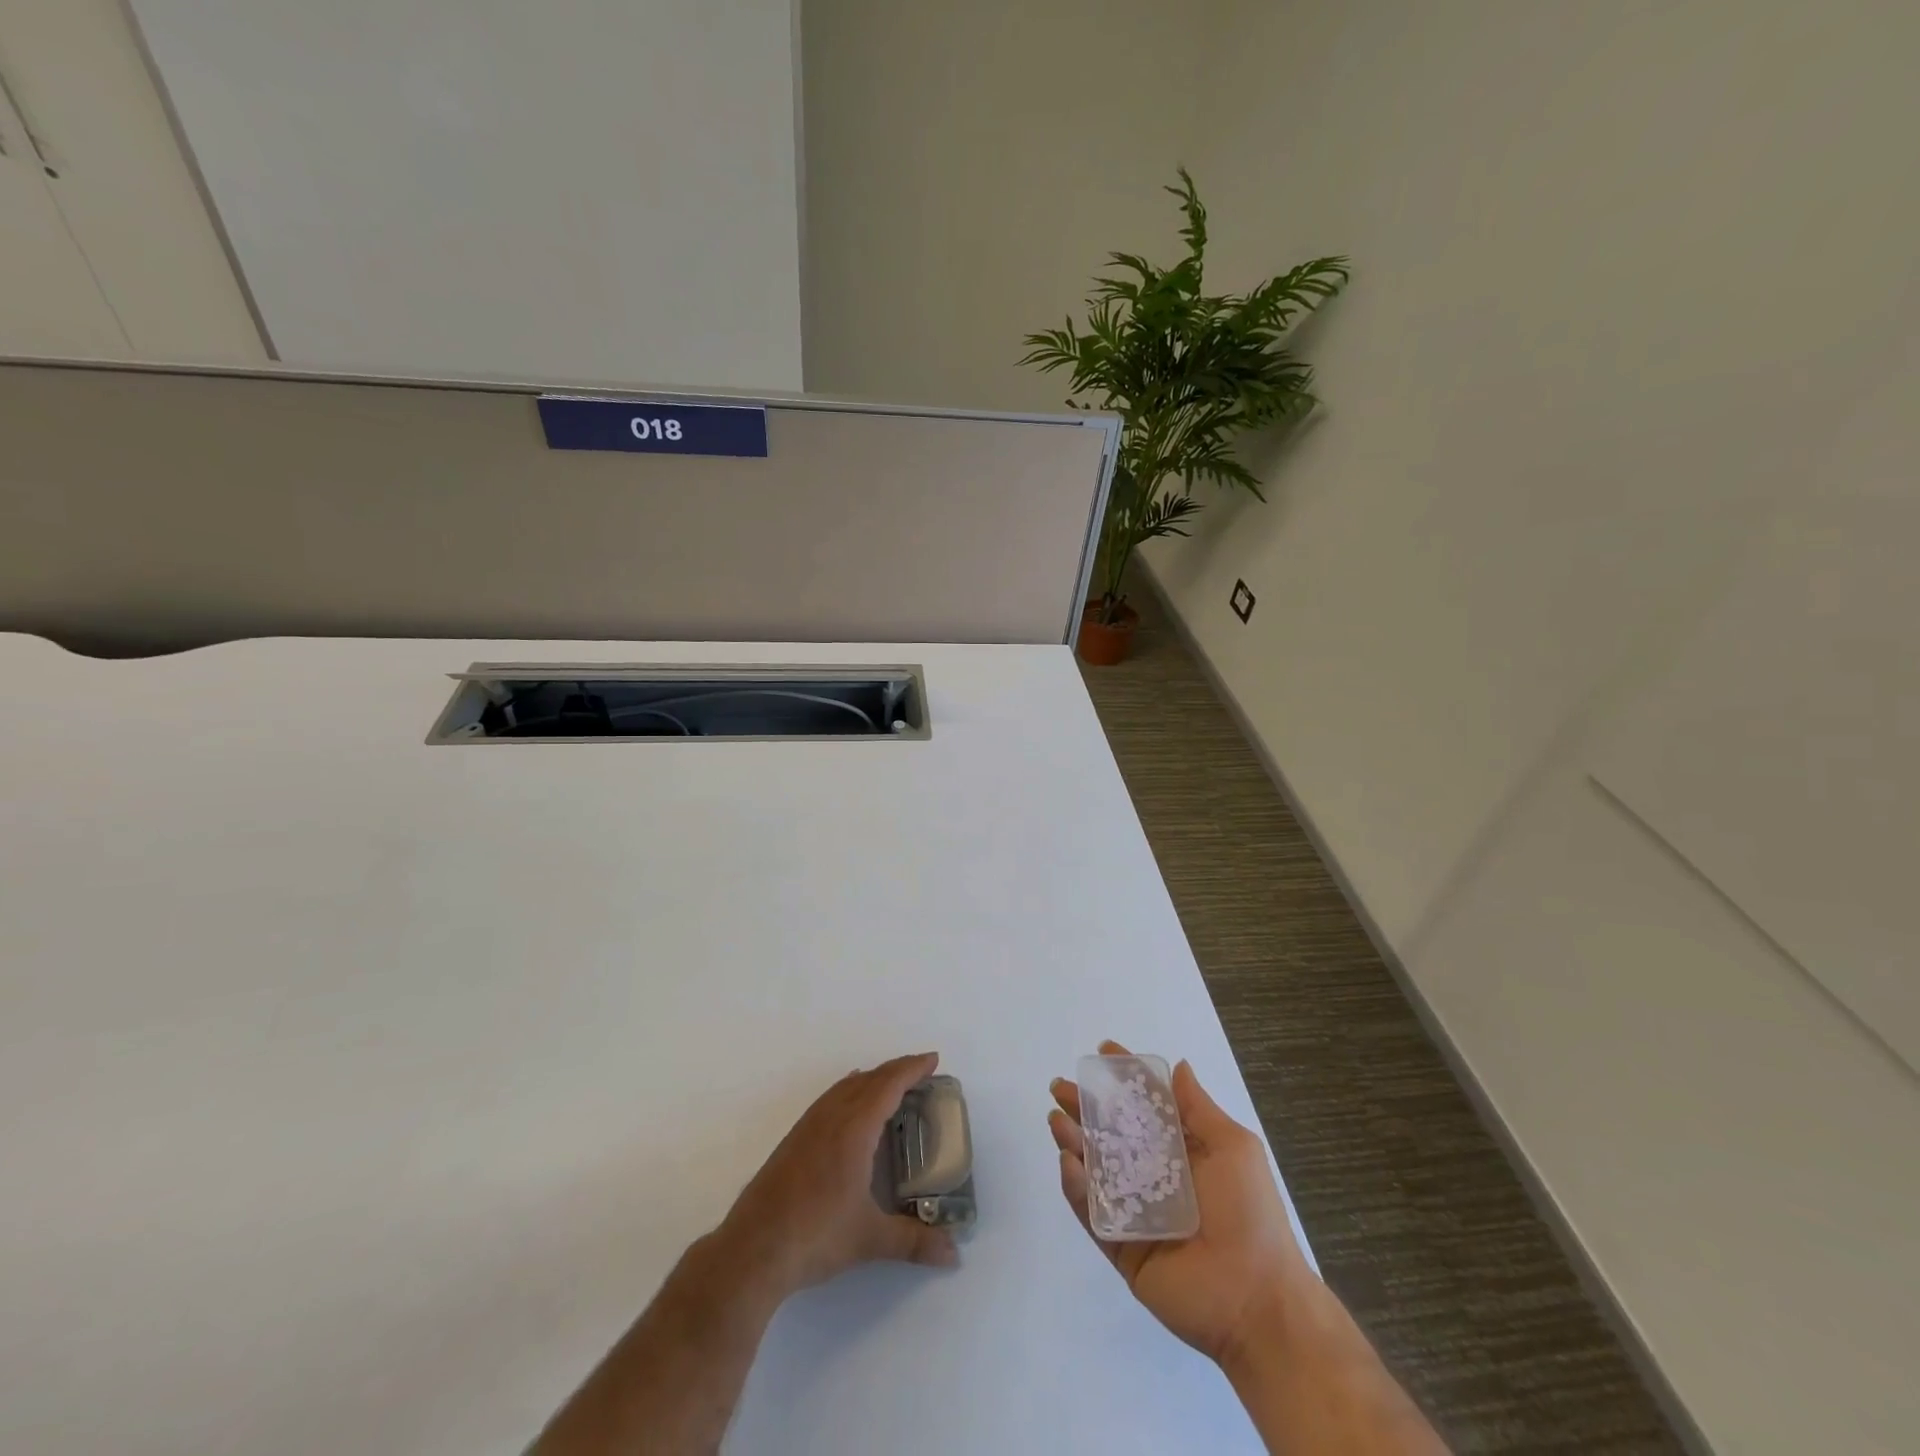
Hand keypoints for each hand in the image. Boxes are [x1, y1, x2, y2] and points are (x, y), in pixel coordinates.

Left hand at [718, 1051, 959, 1302]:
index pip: (888, 1085)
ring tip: (890, 1084)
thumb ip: (914, 1242)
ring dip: (871, 1079)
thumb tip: (953, 1255)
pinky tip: (848, 1105)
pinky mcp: (793, 1140)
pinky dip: (849, 1091)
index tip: (933, 1059)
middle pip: (869, 1080)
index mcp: (854, 1129)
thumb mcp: (870, 1239)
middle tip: (921, 1071)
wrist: (753, 1249)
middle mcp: (831, 1117)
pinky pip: (829, 1099)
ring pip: (845, 1087)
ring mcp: (808, 1126)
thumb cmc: (816, 1235)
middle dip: (896, 1071)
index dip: (912, 1069)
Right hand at [1049, 1041, 1312, 1367]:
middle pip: (1110, 1134)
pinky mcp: (1120, 1246)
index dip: (1124, 1079)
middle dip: (1084, 1107)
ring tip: (1056, 1119)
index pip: (1145, 1107)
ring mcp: (1134, 1212)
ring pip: (1094, 1169)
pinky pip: (1091, 1212)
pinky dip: (1076, 1187)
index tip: (1102, 1051)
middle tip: (1059, 1087)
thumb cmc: (1250, 1214)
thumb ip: (1199, 1109)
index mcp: (1181, 1152)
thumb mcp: (1234, 1149)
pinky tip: (1069, 1162)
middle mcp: (1153, 1176)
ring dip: (1073, 1141)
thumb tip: (1178, 1066)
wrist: (1257, 1301)